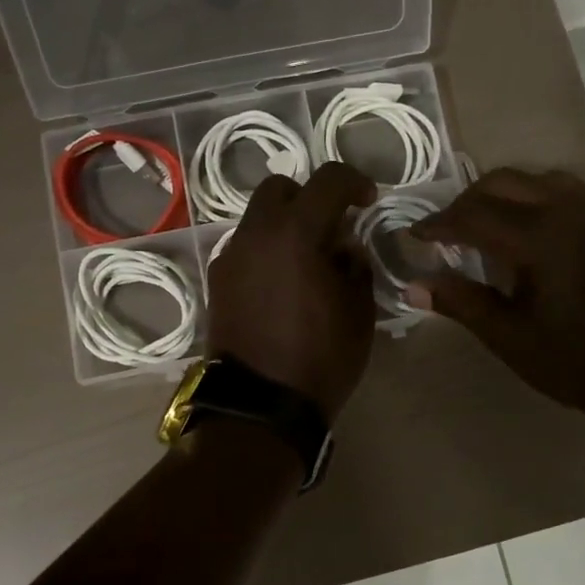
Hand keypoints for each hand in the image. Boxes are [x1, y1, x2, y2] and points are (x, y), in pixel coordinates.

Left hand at [208, 161, 377, 420]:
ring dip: (284, 225)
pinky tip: (282, 284)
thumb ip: (355, 265)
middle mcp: (255, 234)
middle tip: (331, 227)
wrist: (259, 405)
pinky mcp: (217, 281)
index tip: (367, 201)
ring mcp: (230, 257)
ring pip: (257, 219)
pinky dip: (266, 251)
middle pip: (280, 189)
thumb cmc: (320, 357)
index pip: (327, 180)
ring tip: (306, 261)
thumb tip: (344, 247)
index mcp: (295, 232)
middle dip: (309, 197)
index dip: (354, 182)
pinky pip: (245, 248)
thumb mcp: (359, 311)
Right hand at [409, 168, 584, 425]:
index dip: (437, 224)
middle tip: (445, 233)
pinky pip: (566, 191)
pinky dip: (534, 198)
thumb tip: (413, 286)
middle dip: (466, 202)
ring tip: (484, 226)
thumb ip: (461, 303)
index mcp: (539, 238)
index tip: (412, 235)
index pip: (472, 215)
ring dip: (502, 194)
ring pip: (536, 179)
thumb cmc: (578, 362)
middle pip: (502, 183)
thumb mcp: (510, 338)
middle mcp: (568, 212)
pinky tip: (529, 231)